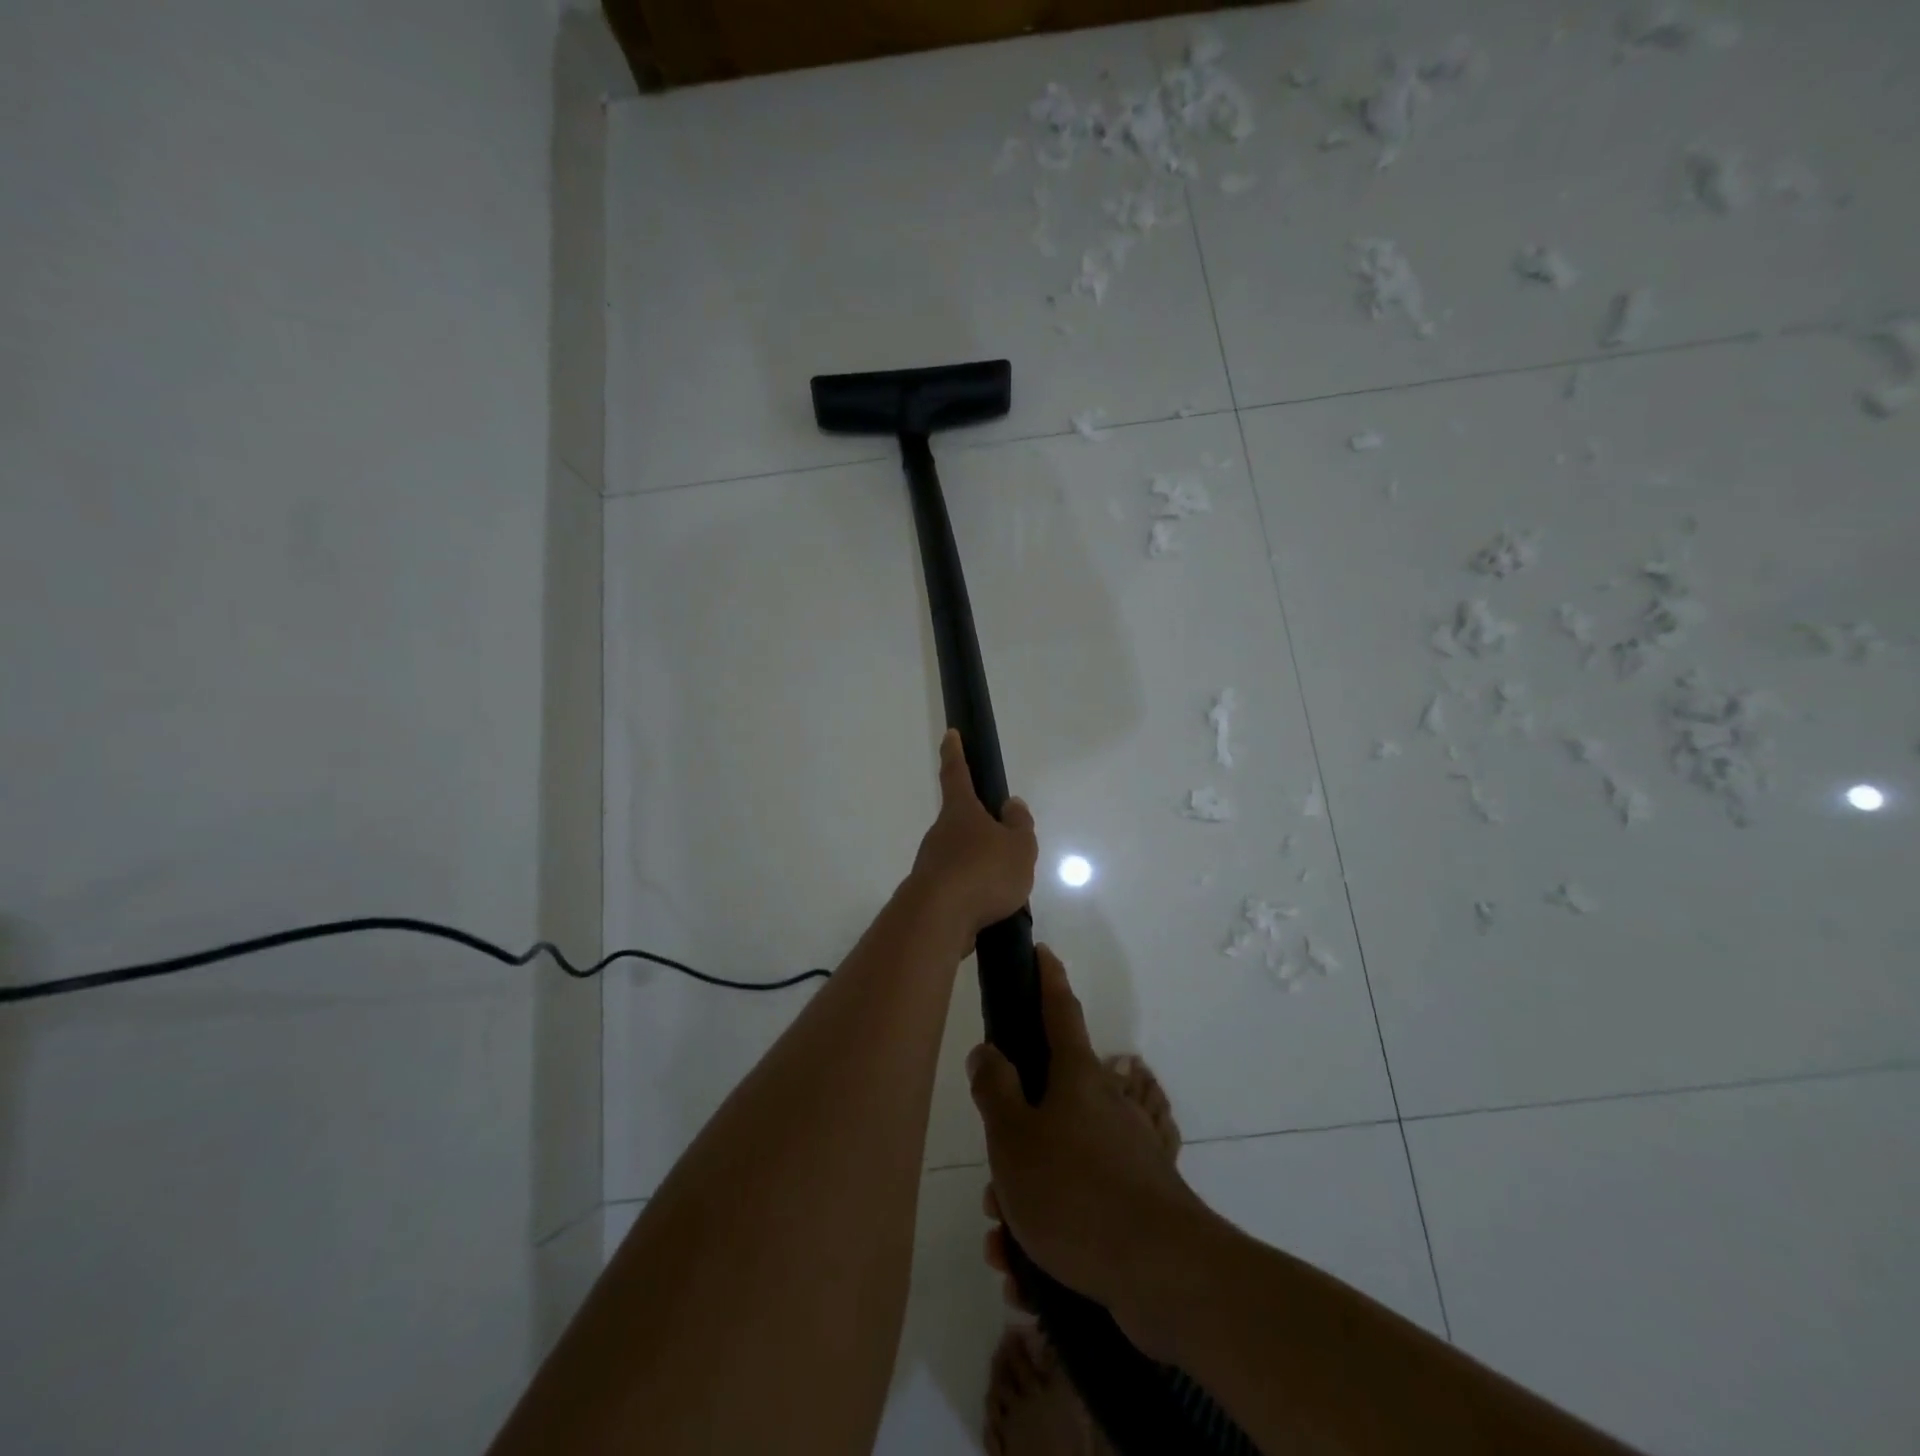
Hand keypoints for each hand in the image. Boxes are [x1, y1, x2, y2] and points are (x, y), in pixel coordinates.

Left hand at [906, 730, 1037, 941]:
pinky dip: (973, 891)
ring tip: (1006, 886)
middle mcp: (940, 832)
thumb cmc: (983, 872)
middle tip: (1005, 843)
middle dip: (980, 827)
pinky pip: (958, 885)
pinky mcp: (930, 893)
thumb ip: (1019, 825)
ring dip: (979, 864)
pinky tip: (989, 907)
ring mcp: (931, 863)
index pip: (956, 773)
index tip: (951, 734)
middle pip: (960, 821)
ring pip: (959, 855)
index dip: (955, 752)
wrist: (939, 918)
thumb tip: (1011, 804)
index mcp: (961, 812)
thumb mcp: (1018, 847)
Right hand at [969, 946, 1211, 1357]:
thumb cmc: (1076, 1190)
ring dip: (1022, 1201)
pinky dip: (1047, 1237)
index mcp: (1077, 1077)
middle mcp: (1103, 1107)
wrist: (1162, 1274)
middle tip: (991, 1184)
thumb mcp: (1014, 1138)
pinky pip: (1075, 1209)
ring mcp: (1122, 1155)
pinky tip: (1025, 1276)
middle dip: (1012, 1139)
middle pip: (1046, 1102)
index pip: (1059, 1010)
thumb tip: (987, 1050)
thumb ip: (995, 1090)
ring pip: (1055, 1162)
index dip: (1047, 978)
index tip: (1042, 952)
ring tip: (1002, 1243)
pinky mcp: (1132, 1204)